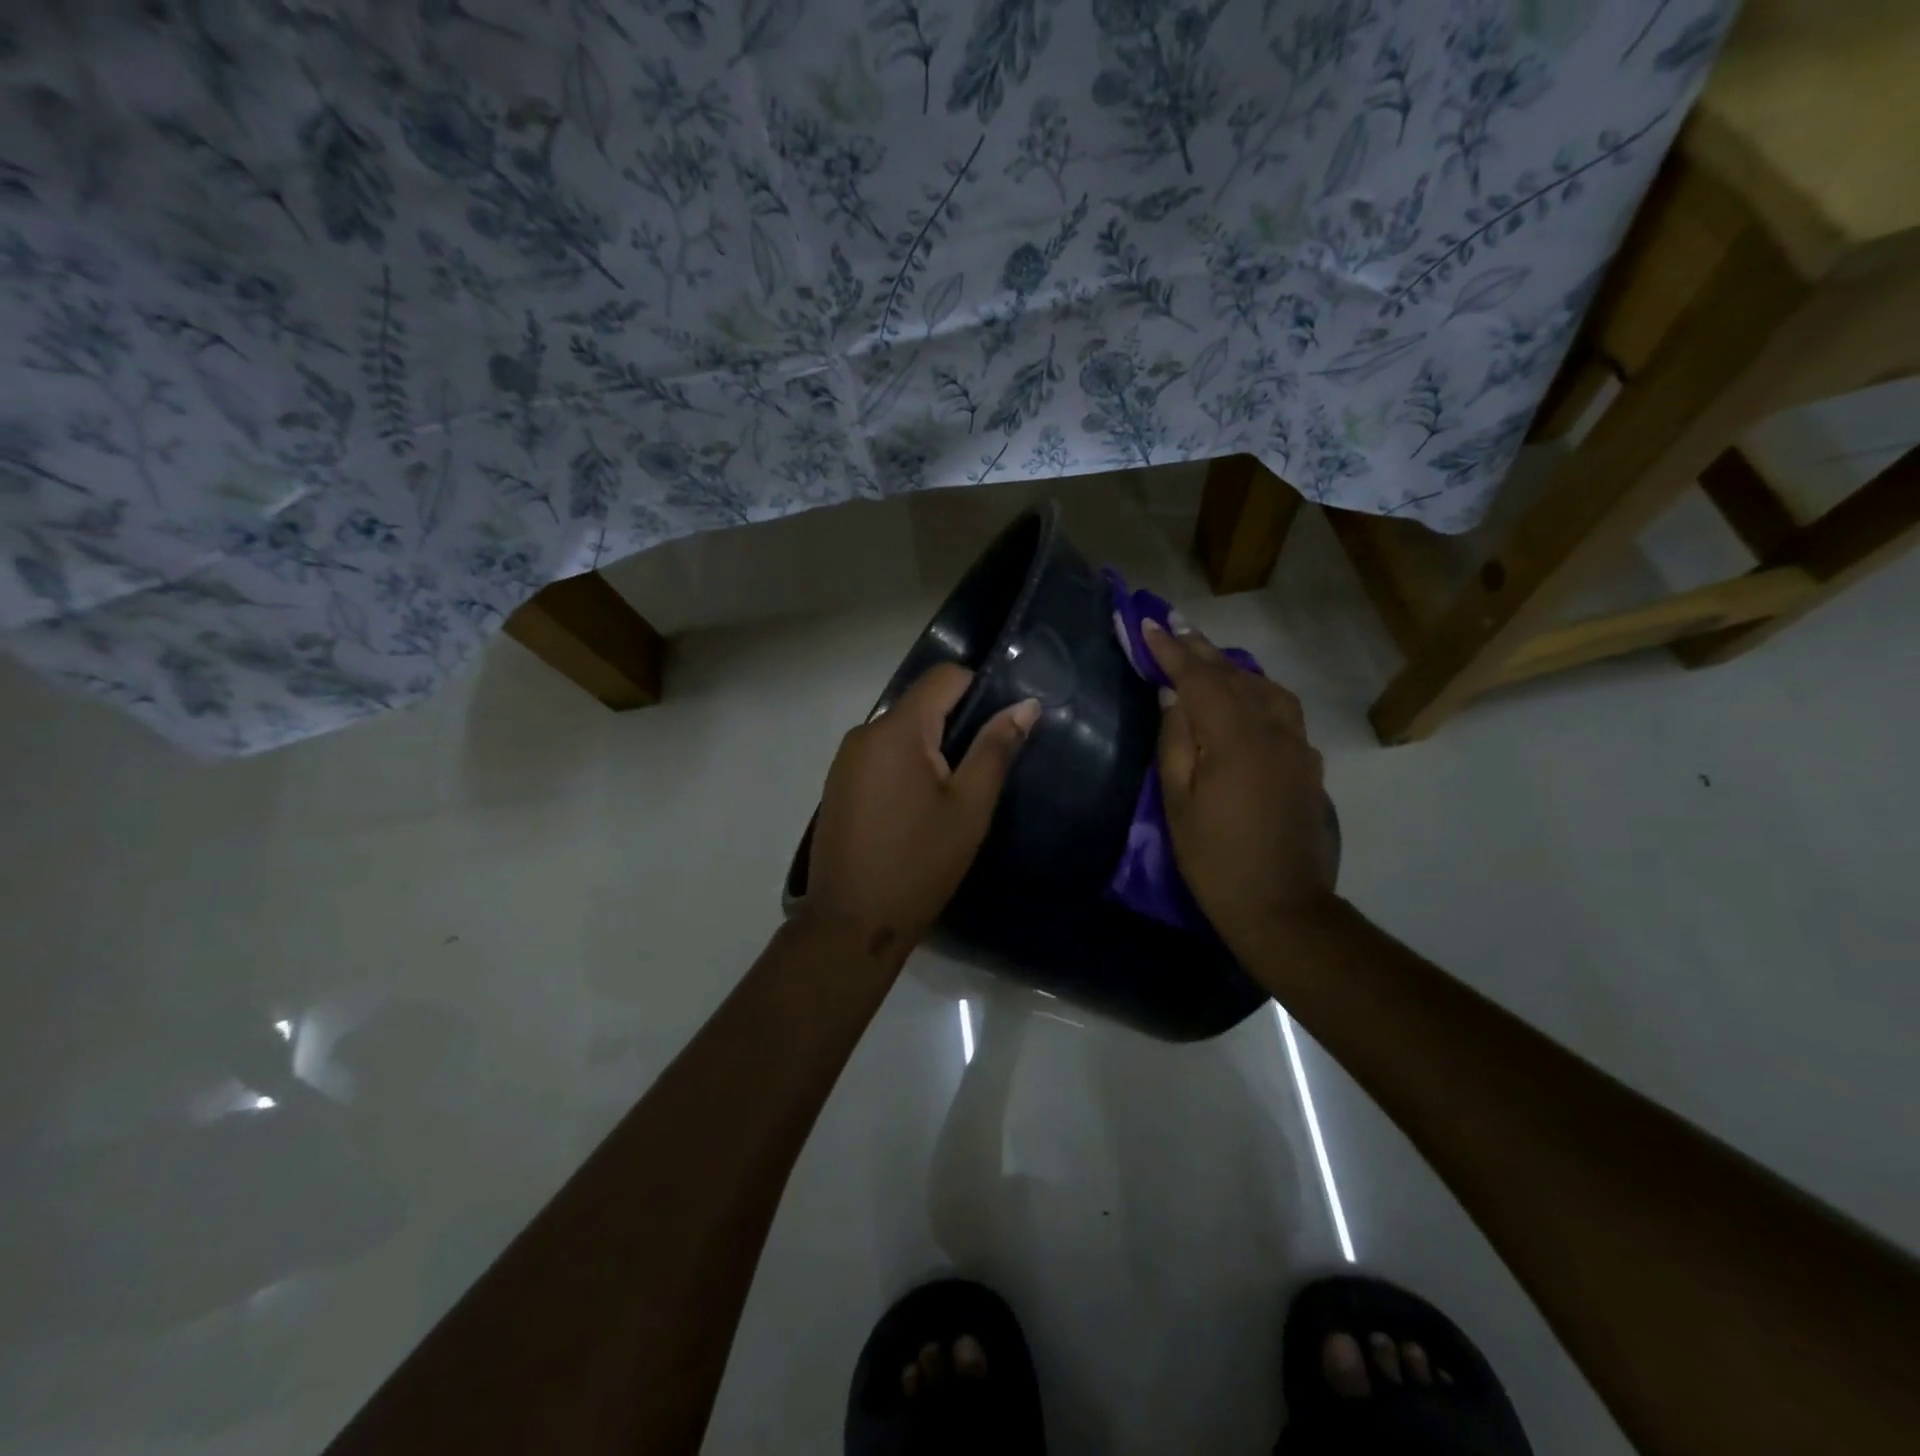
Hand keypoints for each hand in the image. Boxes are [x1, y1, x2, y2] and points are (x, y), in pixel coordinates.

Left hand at [804, 663, 1039, 959]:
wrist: (852, 923)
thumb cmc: (919, 863)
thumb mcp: (969, 806)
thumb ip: (996, 748)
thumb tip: (1027, 705)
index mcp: (897, 730)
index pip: (944, 677)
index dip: (980, 689)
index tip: (1002, 725)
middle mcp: (865, 732)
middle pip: (921, 704)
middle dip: (956, 725)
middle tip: (984, 769)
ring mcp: (846, 760)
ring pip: (901, 732)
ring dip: (932, 749)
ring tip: (954, 794)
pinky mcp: (838, 785)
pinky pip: (881, 757)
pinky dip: (907, 768)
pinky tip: (919, 809)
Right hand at [1145, 621, 1337, 951]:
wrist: (1282, 906)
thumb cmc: (1215, 858)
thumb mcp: (1178, 802)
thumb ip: (1176, 741)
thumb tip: (1174, 696)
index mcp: (1235, 737)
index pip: (1200, 678)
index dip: (1172, 650)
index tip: (1148, 625)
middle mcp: (1273, 728)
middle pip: (1235, 675)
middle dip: (1200, 649)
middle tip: (1173, 626)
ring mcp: (1297, 745)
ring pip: (1265, 688)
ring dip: (1232, 668)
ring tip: (1206, 659)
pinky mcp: (1308, 763)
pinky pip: (1281, 710)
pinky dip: (1256, 693)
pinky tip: (1243, 700)